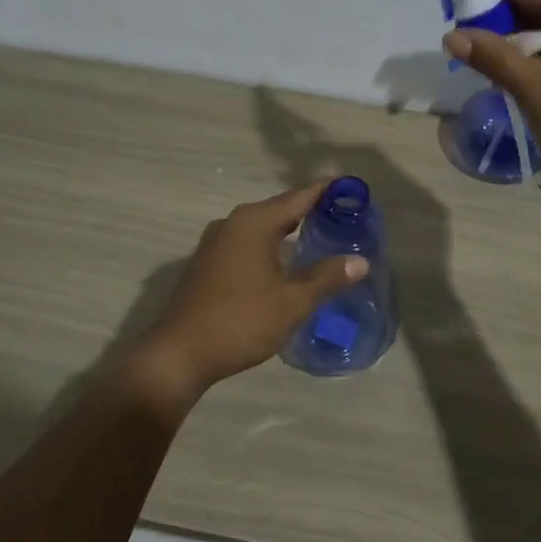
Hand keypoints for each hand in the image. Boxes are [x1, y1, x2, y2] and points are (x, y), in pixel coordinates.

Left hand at [134, 182, 368, 395]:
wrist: (179, 354)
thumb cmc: (241, 321)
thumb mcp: (291, 302)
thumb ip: (327, 278)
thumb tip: (361, 261)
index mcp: (253, 222)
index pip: (299, 196)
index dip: (327, 191)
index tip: (353, 187)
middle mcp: (233, 223)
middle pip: (280, 208)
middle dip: (312, 210)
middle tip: (345, 215)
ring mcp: (216, 242)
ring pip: (262, 227)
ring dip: (290, 229)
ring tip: (322, 236)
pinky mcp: (208, 262)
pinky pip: (248, 242)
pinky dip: (272, 244)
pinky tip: (287, 262)